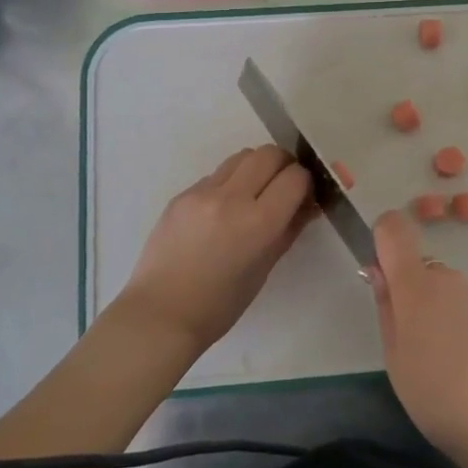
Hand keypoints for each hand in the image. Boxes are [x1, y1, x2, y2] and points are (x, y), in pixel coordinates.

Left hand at [115, 145, 312, 353]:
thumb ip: (288, 230)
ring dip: (256, 167)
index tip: (303, 197)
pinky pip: (216, 175)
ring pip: (242, 156)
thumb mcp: (264, 269)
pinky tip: (222, 211)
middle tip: (284, 187)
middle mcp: (231, 198)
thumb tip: (307, 205)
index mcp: (258, 223)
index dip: (305, 183)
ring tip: (254, 194)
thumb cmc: (220, 305)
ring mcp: (202, 193)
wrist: (160, 314)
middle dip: (284, 165)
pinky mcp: (181, 195)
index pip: (295, 177)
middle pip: (269, 154)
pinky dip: (230, 183)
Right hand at [369, 210, 467, 467]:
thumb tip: (379, 272)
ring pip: (446, 290)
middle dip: (411, 293)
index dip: (383, 238)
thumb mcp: (394, 357)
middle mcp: (448, 278)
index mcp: (415, 284)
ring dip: (438, 312)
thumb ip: (386, 307)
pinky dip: (463, 325)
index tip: (380, 273)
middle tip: (411, 342)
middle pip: (421, 268)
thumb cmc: (435, 394)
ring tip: (443, 361)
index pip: (394, 229)